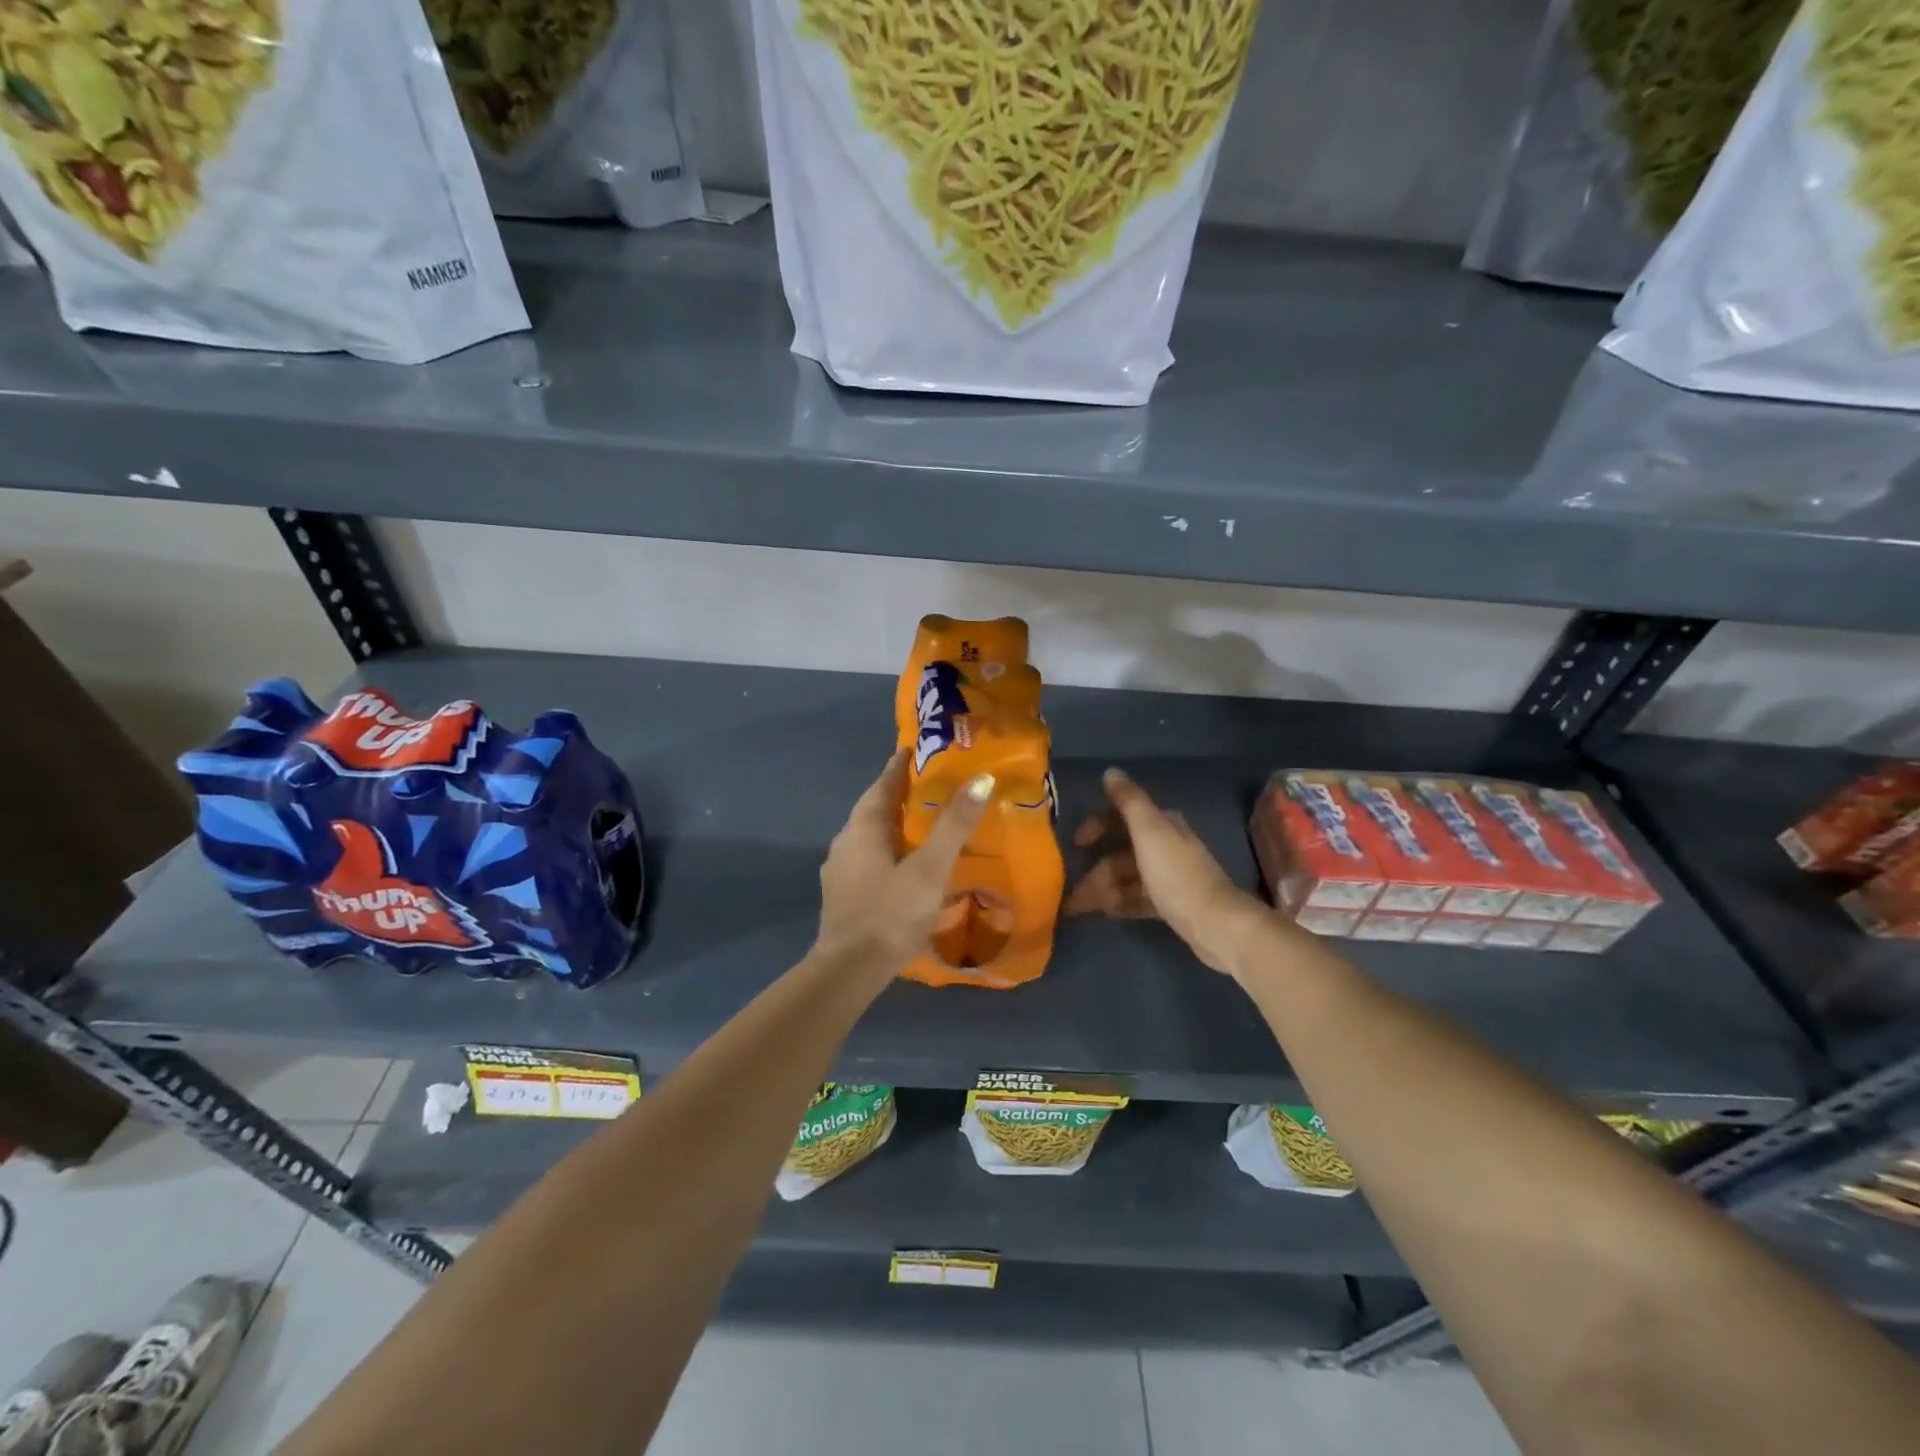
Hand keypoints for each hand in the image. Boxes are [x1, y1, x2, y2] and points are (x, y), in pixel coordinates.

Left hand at [813, 748, 993, 981]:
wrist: (848, 971)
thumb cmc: (891, 913)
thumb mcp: (930, 868)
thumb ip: (954, 825)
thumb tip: (981, 779)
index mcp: (863, 828)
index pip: (881, 786)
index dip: (897, 767)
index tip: (910, 750)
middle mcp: (845, 842)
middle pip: (871, 808)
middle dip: (893, 793)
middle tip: (921, 783)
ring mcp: (838, 870)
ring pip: (865, 834)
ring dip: (888, 823)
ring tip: (914, 822)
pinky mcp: (840, 895)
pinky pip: (864, 857)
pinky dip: (882, 849)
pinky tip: (898, 864)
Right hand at [1064, 768, 1273, 975]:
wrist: (1216, 924)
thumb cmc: (1177, 874)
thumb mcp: (1149, 831)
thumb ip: (1129, 801)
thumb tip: (1111, 771)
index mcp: (1162, 825)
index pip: (1122, 816)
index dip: (1096, 825)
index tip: (1076, 842)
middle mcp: (1166, 846)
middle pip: (1121, 852)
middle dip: (1095, 869)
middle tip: (1070, 889)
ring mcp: (1169, 876)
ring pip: (1127, 878)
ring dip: (1102, 889)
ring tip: (1077, 908)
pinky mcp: (1171, 903)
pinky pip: (1137, 899)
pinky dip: (1119, 903)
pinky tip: (1103, 913)